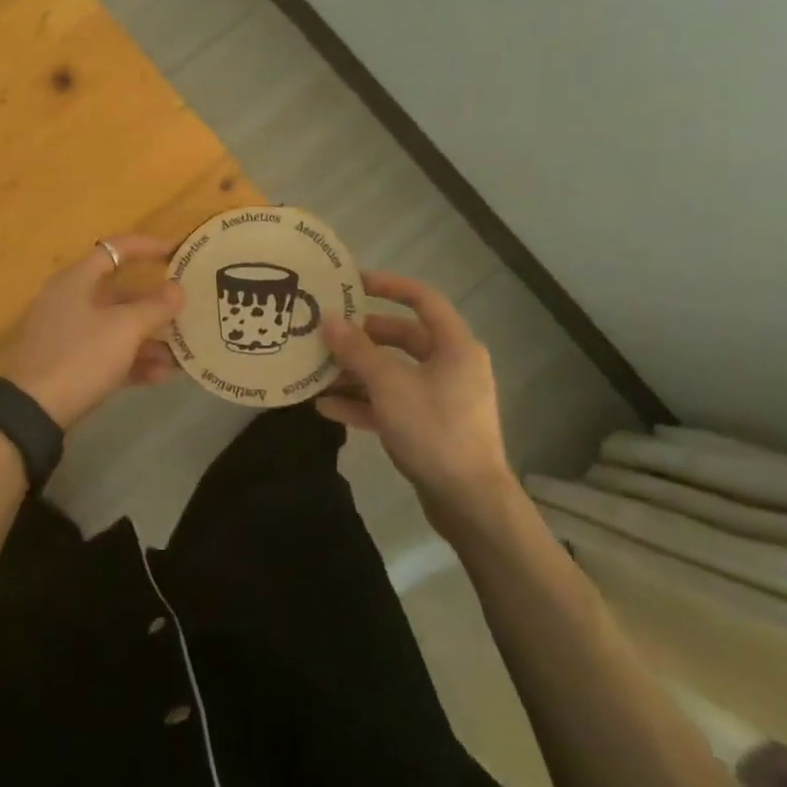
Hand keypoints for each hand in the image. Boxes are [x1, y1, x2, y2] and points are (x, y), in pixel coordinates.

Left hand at [0, 235, 185, 429]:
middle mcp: (71, 300)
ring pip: (116, 327)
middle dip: (156, 305)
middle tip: (187, 310)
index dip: (148, 247)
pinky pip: (108, 353)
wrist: (34, 411)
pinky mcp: (70, 363)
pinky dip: (133, 360)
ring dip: (149, 339)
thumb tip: (178, 289)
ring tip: (182, 353)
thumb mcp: (124, 329)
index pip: (116, 249)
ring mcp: (68, 333)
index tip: (178, 252)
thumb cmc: (81, 356)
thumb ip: (155, 307)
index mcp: (77, 280)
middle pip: (120, 293)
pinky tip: (162, 376)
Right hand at [316, 271, 511, 517]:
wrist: (469, 503)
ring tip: (316, 370)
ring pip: (392, 372)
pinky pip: (390, 402)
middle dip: (361, 336)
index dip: (387, 285)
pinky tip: (325, 407)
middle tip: (324, 332)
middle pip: (401, 337)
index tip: (351, 282)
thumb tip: (327, 319)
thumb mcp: (389, 385)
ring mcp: (439, 397)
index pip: (421, 299)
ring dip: (355, 371)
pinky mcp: (428, 426)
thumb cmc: (435, 430)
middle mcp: (450, 365)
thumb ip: (356, 350)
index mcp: (454, 346)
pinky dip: (362, 402)